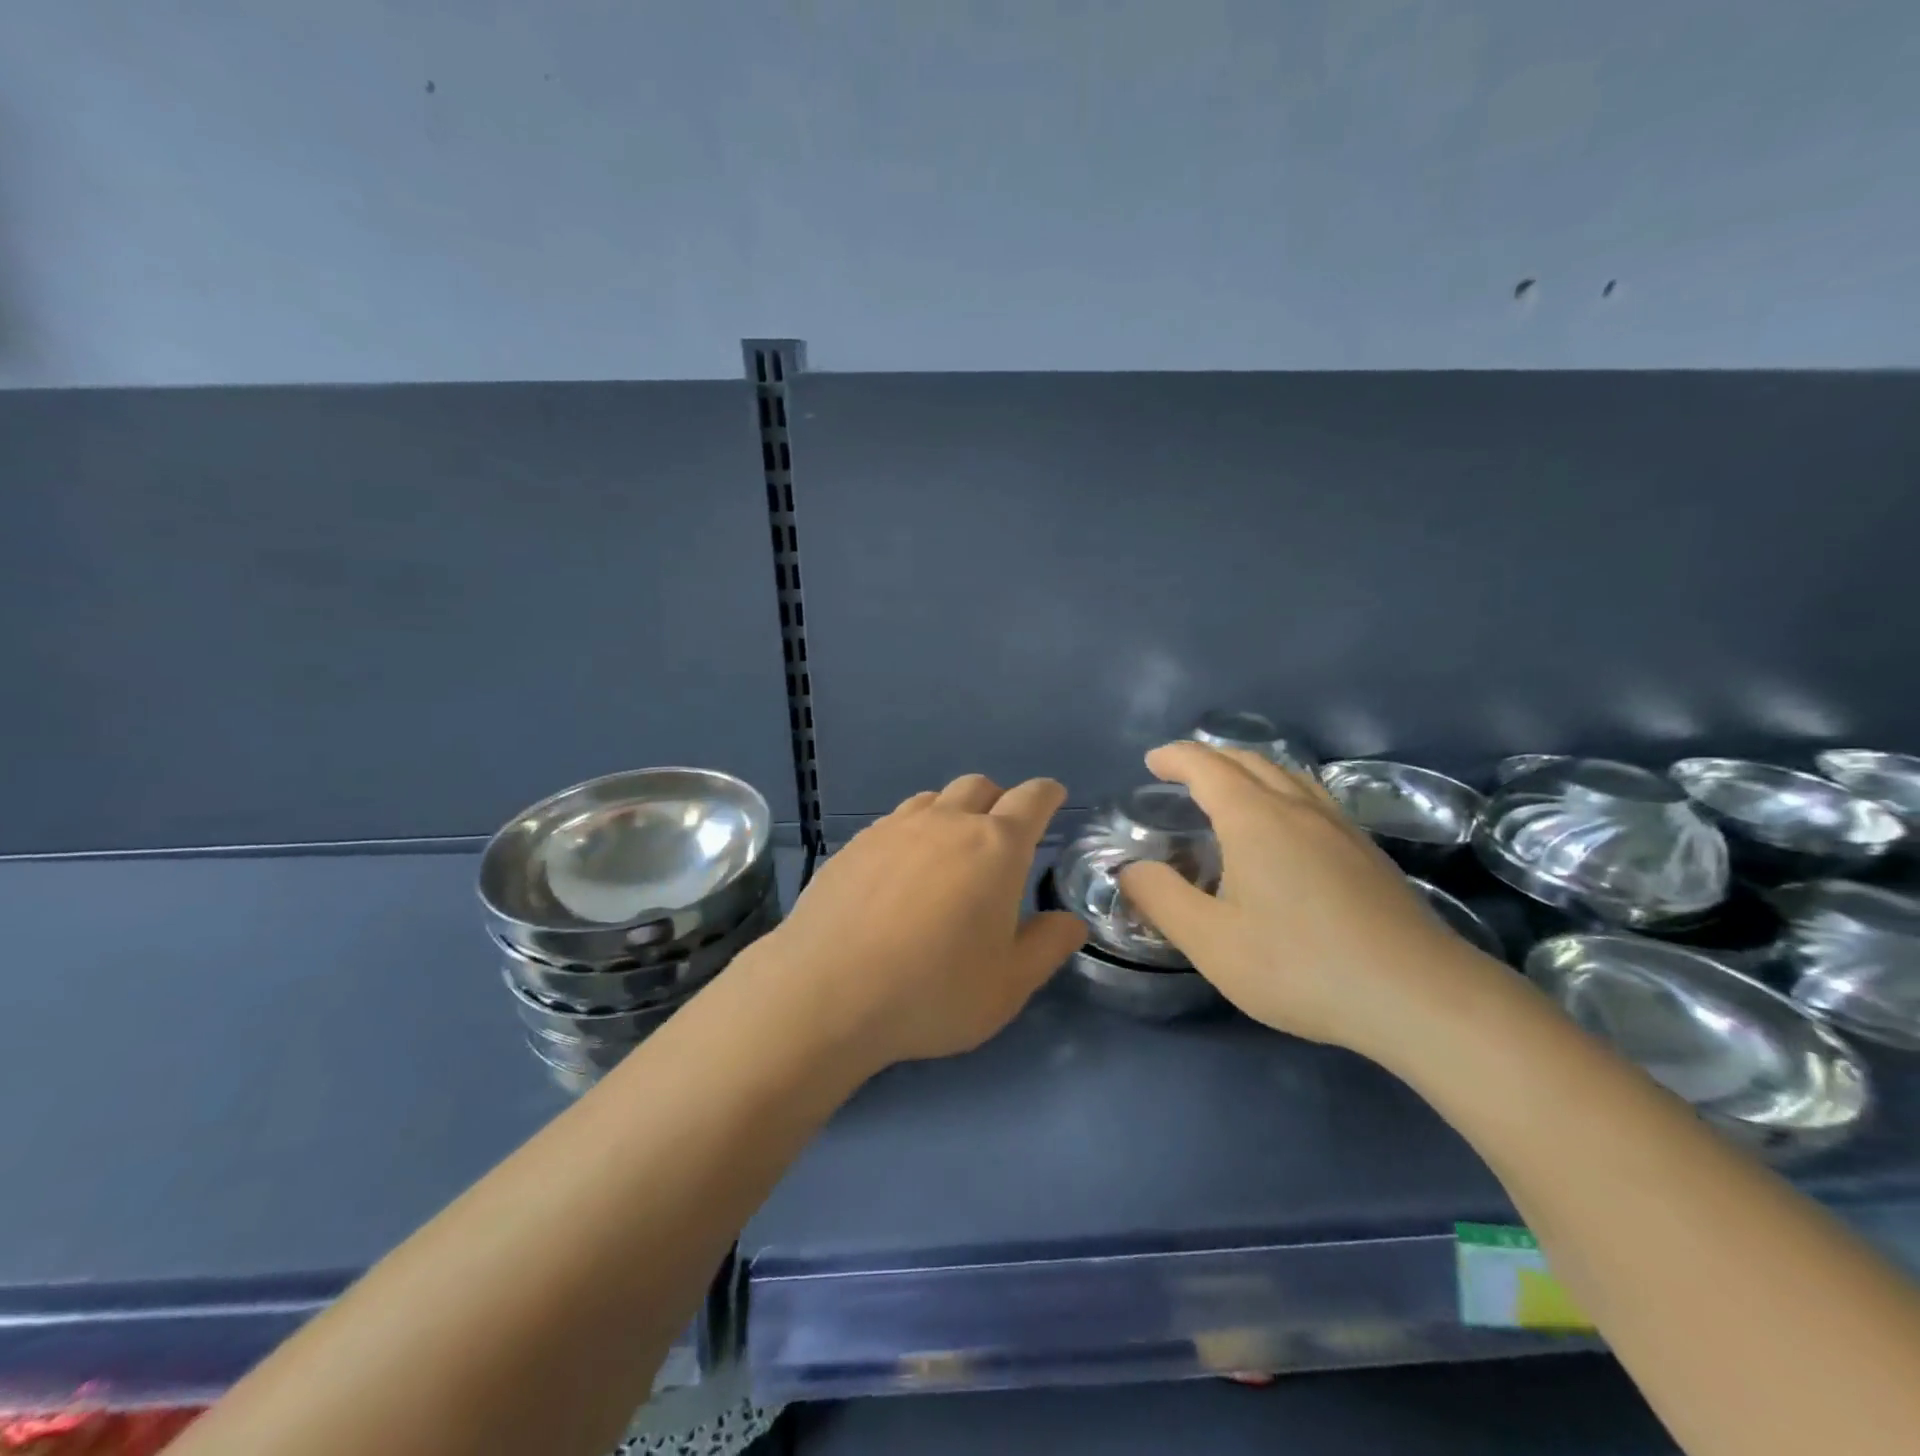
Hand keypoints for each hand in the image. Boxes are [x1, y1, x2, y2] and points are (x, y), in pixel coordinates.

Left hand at [757, 774, 1087, 1073]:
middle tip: (1001, 838)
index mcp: (996, 846)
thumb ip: (1047, 947)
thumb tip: (1069, 921)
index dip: (1047, 795)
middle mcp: (946, 822)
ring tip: (949, 853)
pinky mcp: (855, 844)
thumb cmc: (932, 991)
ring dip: (953, 813)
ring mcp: (894, 828)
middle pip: (980, 786)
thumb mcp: (1008, 985)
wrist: (827, 992)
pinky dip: (912, 832)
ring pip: (934, 798)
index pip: (1032, 799)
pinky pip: (895, 821)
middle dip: (999, 801)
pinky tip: (901, 872)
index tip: (1052, 800)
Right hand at [1118, 743, 1503, 1058]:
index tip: (1152, 761)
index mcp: (1254, 818)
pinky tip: (1285, 829)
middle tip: (1182, 773)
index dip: (1175, 757)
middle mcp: (1298, 807)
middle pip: (1249, 760)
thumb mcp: (1211, 941)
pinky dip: (1282, 791)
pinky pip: (1313, 798)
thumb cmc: (1300, 965)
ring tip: (1229, 791)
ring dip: (1250, 769)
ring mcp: (1340, 827)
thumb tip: (1132, 869)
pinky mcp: (1368, 852)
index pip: (1206, 766)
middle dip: (1210, 757)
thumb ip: (1162, 899)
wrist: (1419, 997)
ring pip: (1289, 775)